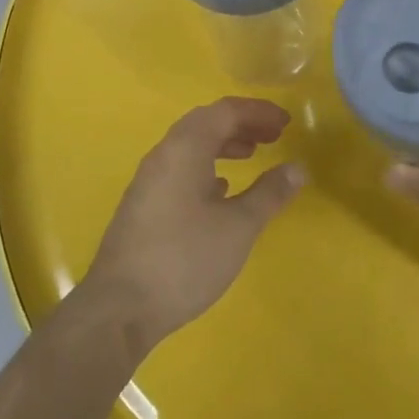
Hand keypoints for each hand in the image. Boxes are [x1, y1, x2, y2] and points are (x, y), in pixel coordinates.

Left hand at [80, 97, 305, 355]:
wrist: (120, 307)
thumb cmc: (185, 259)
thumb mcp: (238, 227)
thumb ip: (269, 193)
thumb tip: (298, 168)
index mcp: (185, 147)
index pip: (225, 111)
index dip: (258, 111)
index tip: (286, 122)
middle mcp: (164, 153)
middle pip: (206, 123)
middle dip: (242, 124)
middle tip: (273, 136)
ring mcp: (149, 178)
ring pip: (191, 145)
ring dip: (223, 144)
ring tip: (252, 156)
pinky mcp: (144, 203)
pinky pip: (180, 167)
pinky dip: (206, 165)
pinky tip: (221, 190)